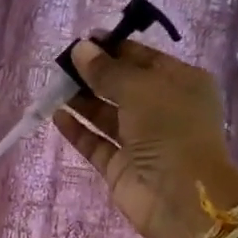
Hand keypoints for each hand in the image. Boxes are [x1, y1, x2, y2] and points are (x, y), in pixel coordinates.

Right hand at [52, 38, 237, 237]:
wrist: (180, 197)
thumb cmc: (170, 130)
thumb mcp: (140, 89)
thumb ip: (107, 70)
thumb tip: (81, 49)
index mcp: (182, 84)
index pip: (144, 59)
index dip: (114, 48)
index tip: (83, 41)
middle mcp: (163, 110)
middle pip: (123, 86)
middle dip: (94, 74)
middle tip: (62, 64)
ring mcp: (141, 141)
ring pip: (107, 115)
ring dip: (83, 100)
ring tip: (55, 86)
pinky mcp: (121, 167)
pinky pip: (96, 143)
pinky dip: (78, 130)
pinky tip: (58, 115)